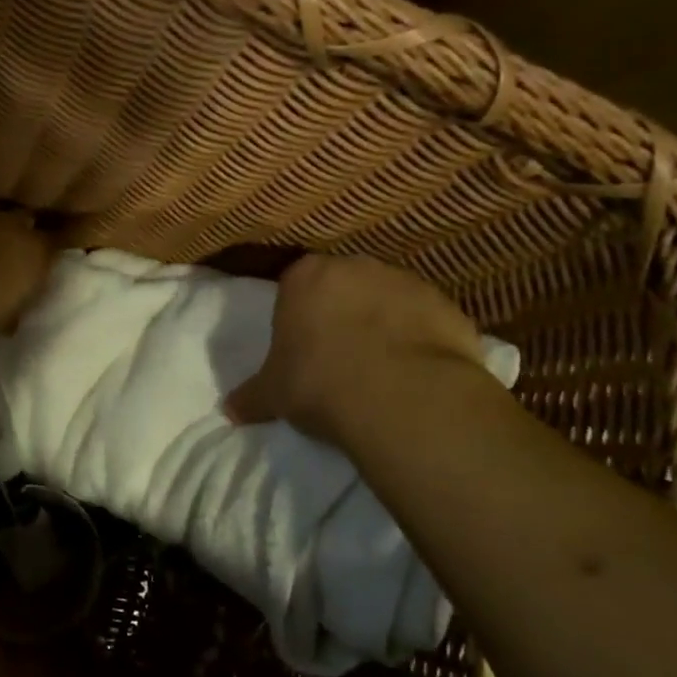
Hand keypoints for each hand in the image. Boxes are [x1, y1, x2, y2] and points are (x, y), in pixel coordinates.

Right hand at [224, 255, 483, 442]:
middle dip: (342, 312)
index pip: (295, 285)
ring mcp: (406, 282)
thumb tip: (228, 410)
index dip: (298, 314)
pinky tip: (415, 374)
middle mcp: (356, 266)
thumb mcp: (273, 394)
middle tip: (340, 356)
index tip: (301, 346)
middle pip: (344, 285)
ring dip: (384, 323)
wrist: (401, 397)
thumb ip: (251, 396)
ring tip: (381, 369)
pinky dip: (421, 340)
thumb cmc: (319, 383)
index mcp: (306, 276)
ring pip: (388, 299)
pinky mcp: (448, 306)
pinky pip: (426, 320)